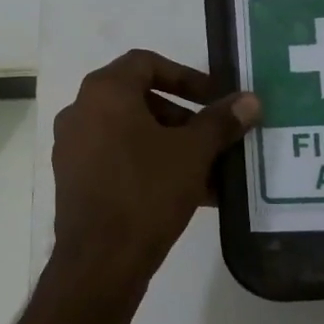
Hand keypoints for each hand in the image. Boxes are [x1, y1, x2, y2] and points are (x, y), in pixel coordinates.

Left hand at [51, 50, 258, 280]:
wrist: (101, 260)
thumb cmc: (147, 191)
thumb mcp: (193, 153)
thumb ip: (221, 121)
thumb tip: (250, 100)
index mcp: (104, 93)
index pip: (147, 63)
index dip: (186, 76)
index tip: (214, 99)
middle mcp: (80, 112)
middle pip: (138, 98)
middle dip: (182, 116)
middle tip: (212, 137)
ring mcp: (73, 148)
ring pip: (130, 133)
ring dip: (169, 145)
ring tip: (207, 170)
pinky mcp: (74, 180)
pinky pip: (117, 160)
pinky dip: (149, 165)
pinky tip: (186, 193)